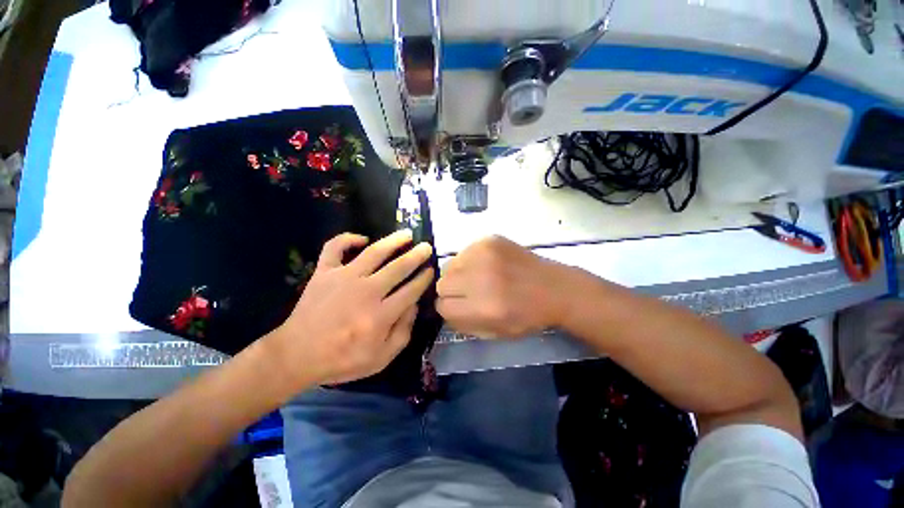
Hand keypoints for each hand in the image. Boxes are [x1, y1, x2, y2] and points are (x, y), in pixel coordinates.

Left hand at [265, 230, 433, 387]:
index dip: (424, 278)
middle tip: (426, 247)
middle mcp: (366, 291)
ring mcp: (343, 278)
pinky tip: (362, 239)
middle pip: (399, 267)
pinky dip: (348, 238)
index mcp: (381, 315)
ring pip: (374, 252)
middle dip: (416, 256)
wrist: (296, 356)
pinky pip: (335, 247)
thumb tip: (414, 305)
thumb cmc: (342, 359)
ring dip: (393, 241)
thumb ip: (403, 332)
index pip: (411, 290)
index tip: (431, 270)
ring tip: (407, 234)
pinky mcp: (324, 272)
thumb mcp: (381, 358)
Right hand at [436, 236, 571, 338]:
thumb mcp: (495, 333)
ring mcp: (485, 255)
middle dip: (452, 291)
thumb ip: (464, 324)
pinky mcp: (489, 240)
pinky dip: (469, 261)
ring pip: (450, 265)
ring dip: (459, 274)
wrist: (555, 288)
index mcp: (484, 307)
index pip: (442, 306)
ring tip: (478, 277)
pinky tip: (487, 265)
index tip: (459, 306)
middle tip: (468, 292)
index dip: (449, 308)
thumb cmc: (527, 316)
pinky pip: (464, 252)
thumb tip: (443, 308)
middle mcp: (481, 278)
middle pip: (442, 284)